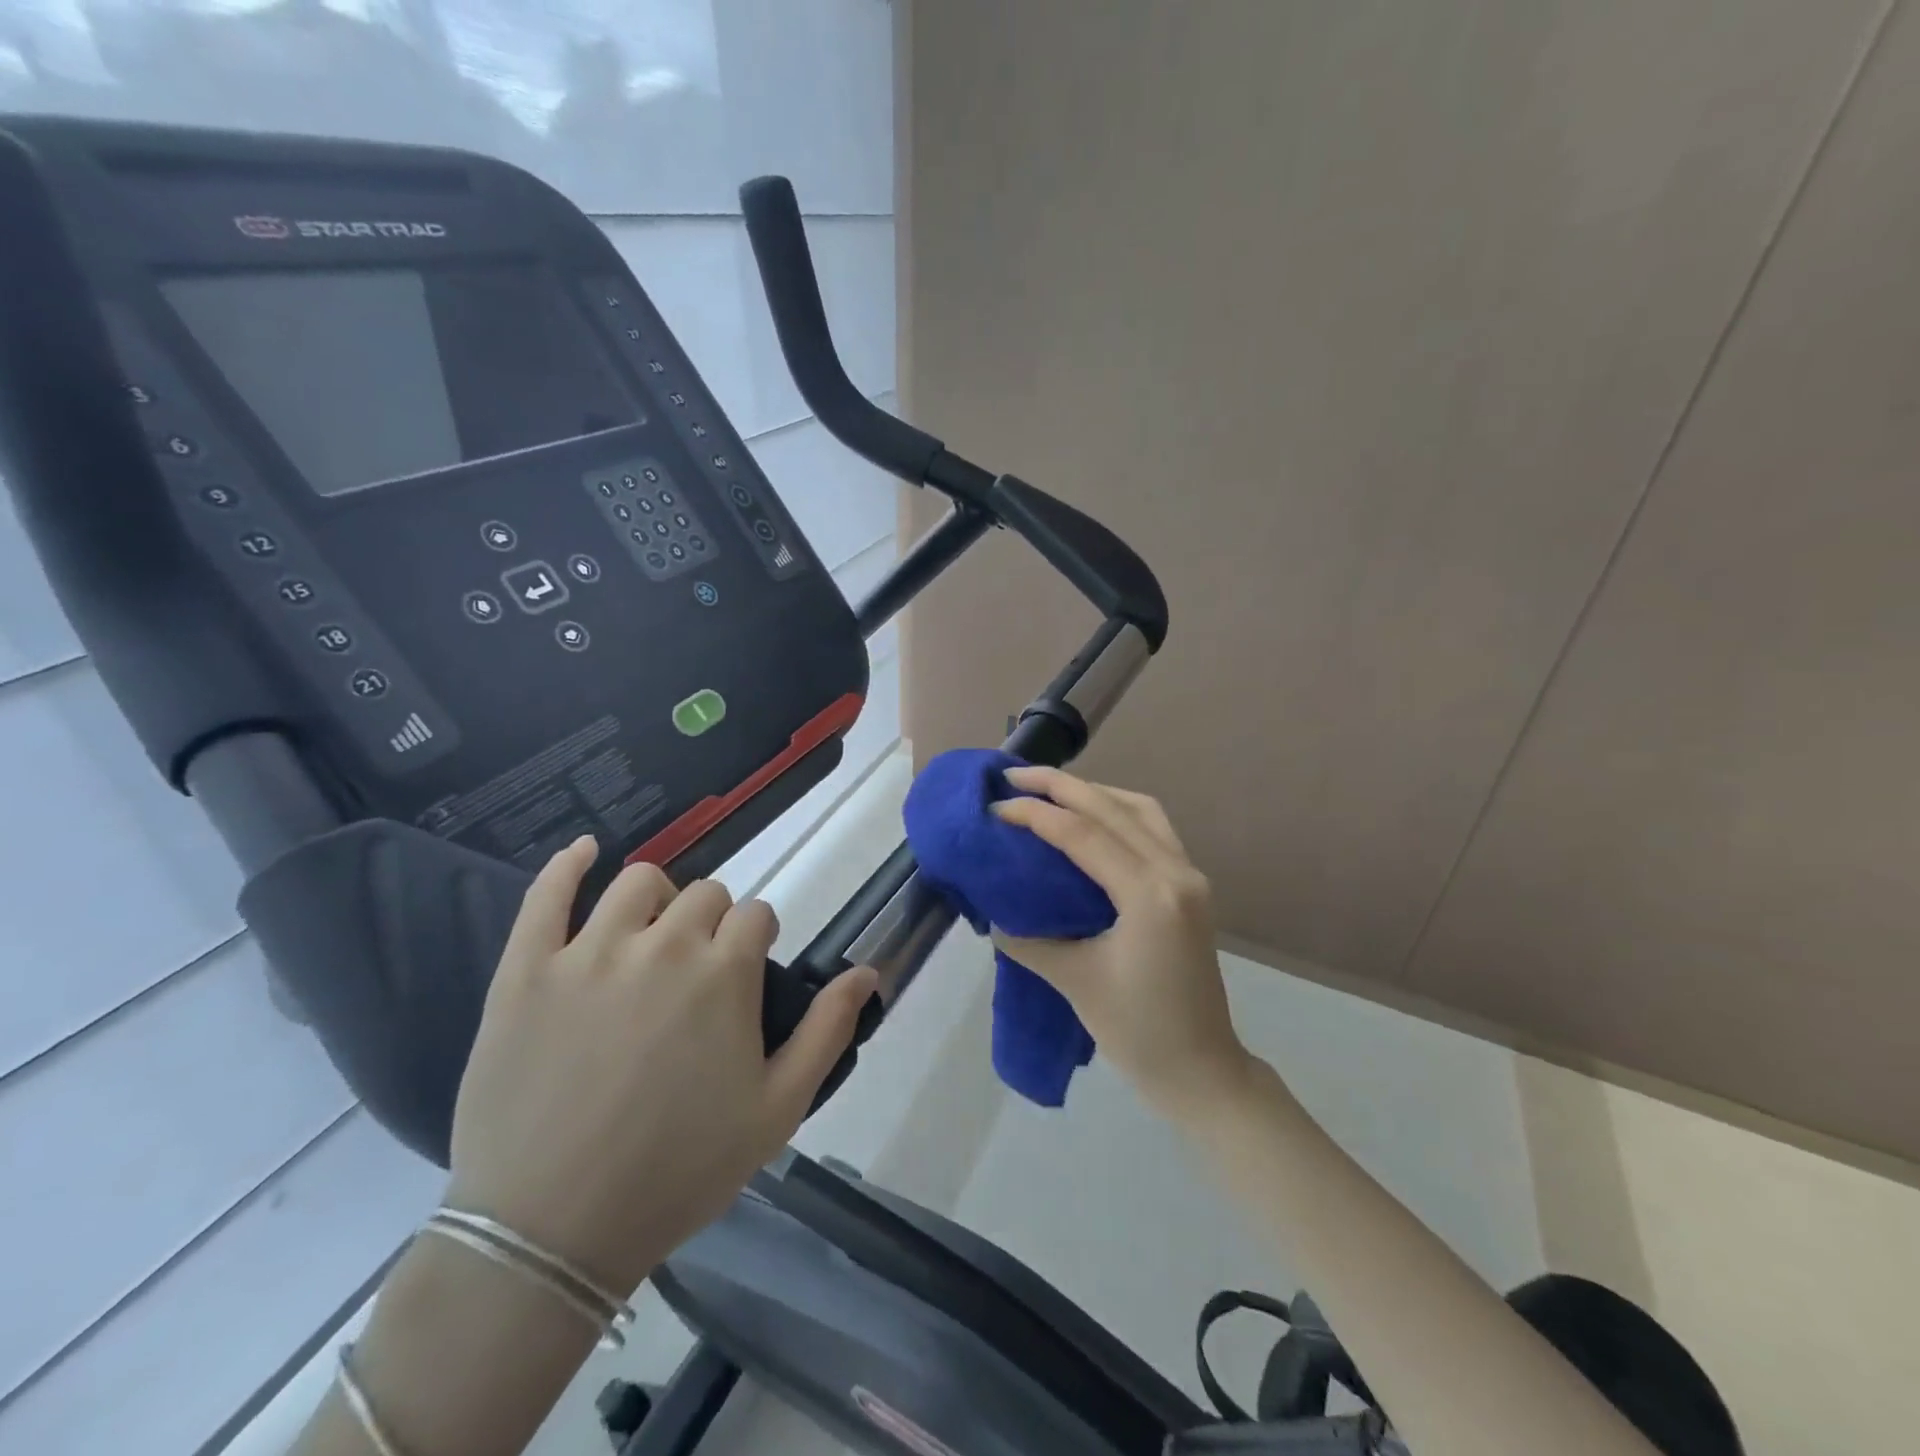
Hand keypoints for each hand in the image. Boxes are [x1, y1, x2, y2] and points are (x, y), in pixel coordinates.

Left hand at [444, 836, 877, 1294]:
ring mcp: (589, 952)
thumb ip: (827, 1030)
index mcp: (724, 973)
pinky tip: (584, 850)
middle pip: (704, 894)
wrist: (549, 1234)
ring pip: (637, 883)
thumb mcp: (777, 1110)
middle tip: (699, 972)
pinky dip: (568, 864)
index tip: (747, 972)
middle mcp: (663, 945)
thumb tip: (867, 972)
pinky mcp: (527, 970)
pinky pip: (546, 894)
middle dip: (713, 922)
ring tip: (650, 937)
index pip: (756, 915)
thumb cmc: (678, 1172)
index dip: (757, 939)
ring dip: (656, 900)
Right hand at [992, 768, 1252, 1118]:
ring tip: (1050, 790)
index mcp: (1149, 895)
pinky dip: (1118, 811)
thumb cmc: (1138, 1032)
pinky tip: (1092, 818)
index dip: (1035, 814)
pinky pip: (1153, 828)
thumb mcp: (1074, 981)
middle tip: (1013, 775)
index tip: (995, 807)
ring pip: (1139, 809)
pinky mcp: (1190, 886)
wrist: (1202, 1070)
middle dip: (1061, 785)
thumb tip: (996, 915)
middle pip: (1112, 808)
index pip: (1083, 834)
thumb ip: (1029, 939)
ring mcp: (1189, 876)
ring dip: (1093, 792)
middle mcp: (1176, 871)